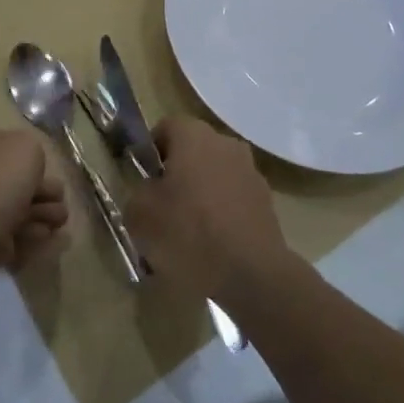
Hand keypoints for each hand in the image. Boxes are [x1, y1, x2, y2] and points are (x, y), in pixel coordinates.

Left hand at [0, 123, 68, 306]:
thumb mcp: (25, 148)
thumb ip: (33, 151)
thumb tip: (26, 171)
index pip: (6, 142)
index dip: (33, 160)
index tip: (52, 177)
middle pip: (9, 178)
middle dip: (41, 194)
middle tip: (61, 211)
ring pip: (5, 207)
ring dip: (36, 217)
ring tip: (57, 229)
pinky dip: (17, 238)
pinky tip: (37, 243)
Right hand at [122, 115, 291, 307]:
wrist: (252, 275)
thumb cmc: (189, 233)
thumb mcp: (141, 215)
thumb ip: (137, 194)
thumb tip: (147, 193)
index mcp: (194, 136)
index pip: (166, 127)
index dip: (150, 151)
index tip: (143, 179)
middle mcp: (225, 144)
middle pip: (193, 150)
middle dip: (176, 173)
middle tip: (161, 206)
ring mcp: (250, 172)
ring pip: (214, 175)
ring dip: (200, 194)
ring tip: (187, 232)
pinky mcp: (266, 202)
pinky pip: (233, 199)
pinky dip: (221, 214)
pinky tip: (212, 245)